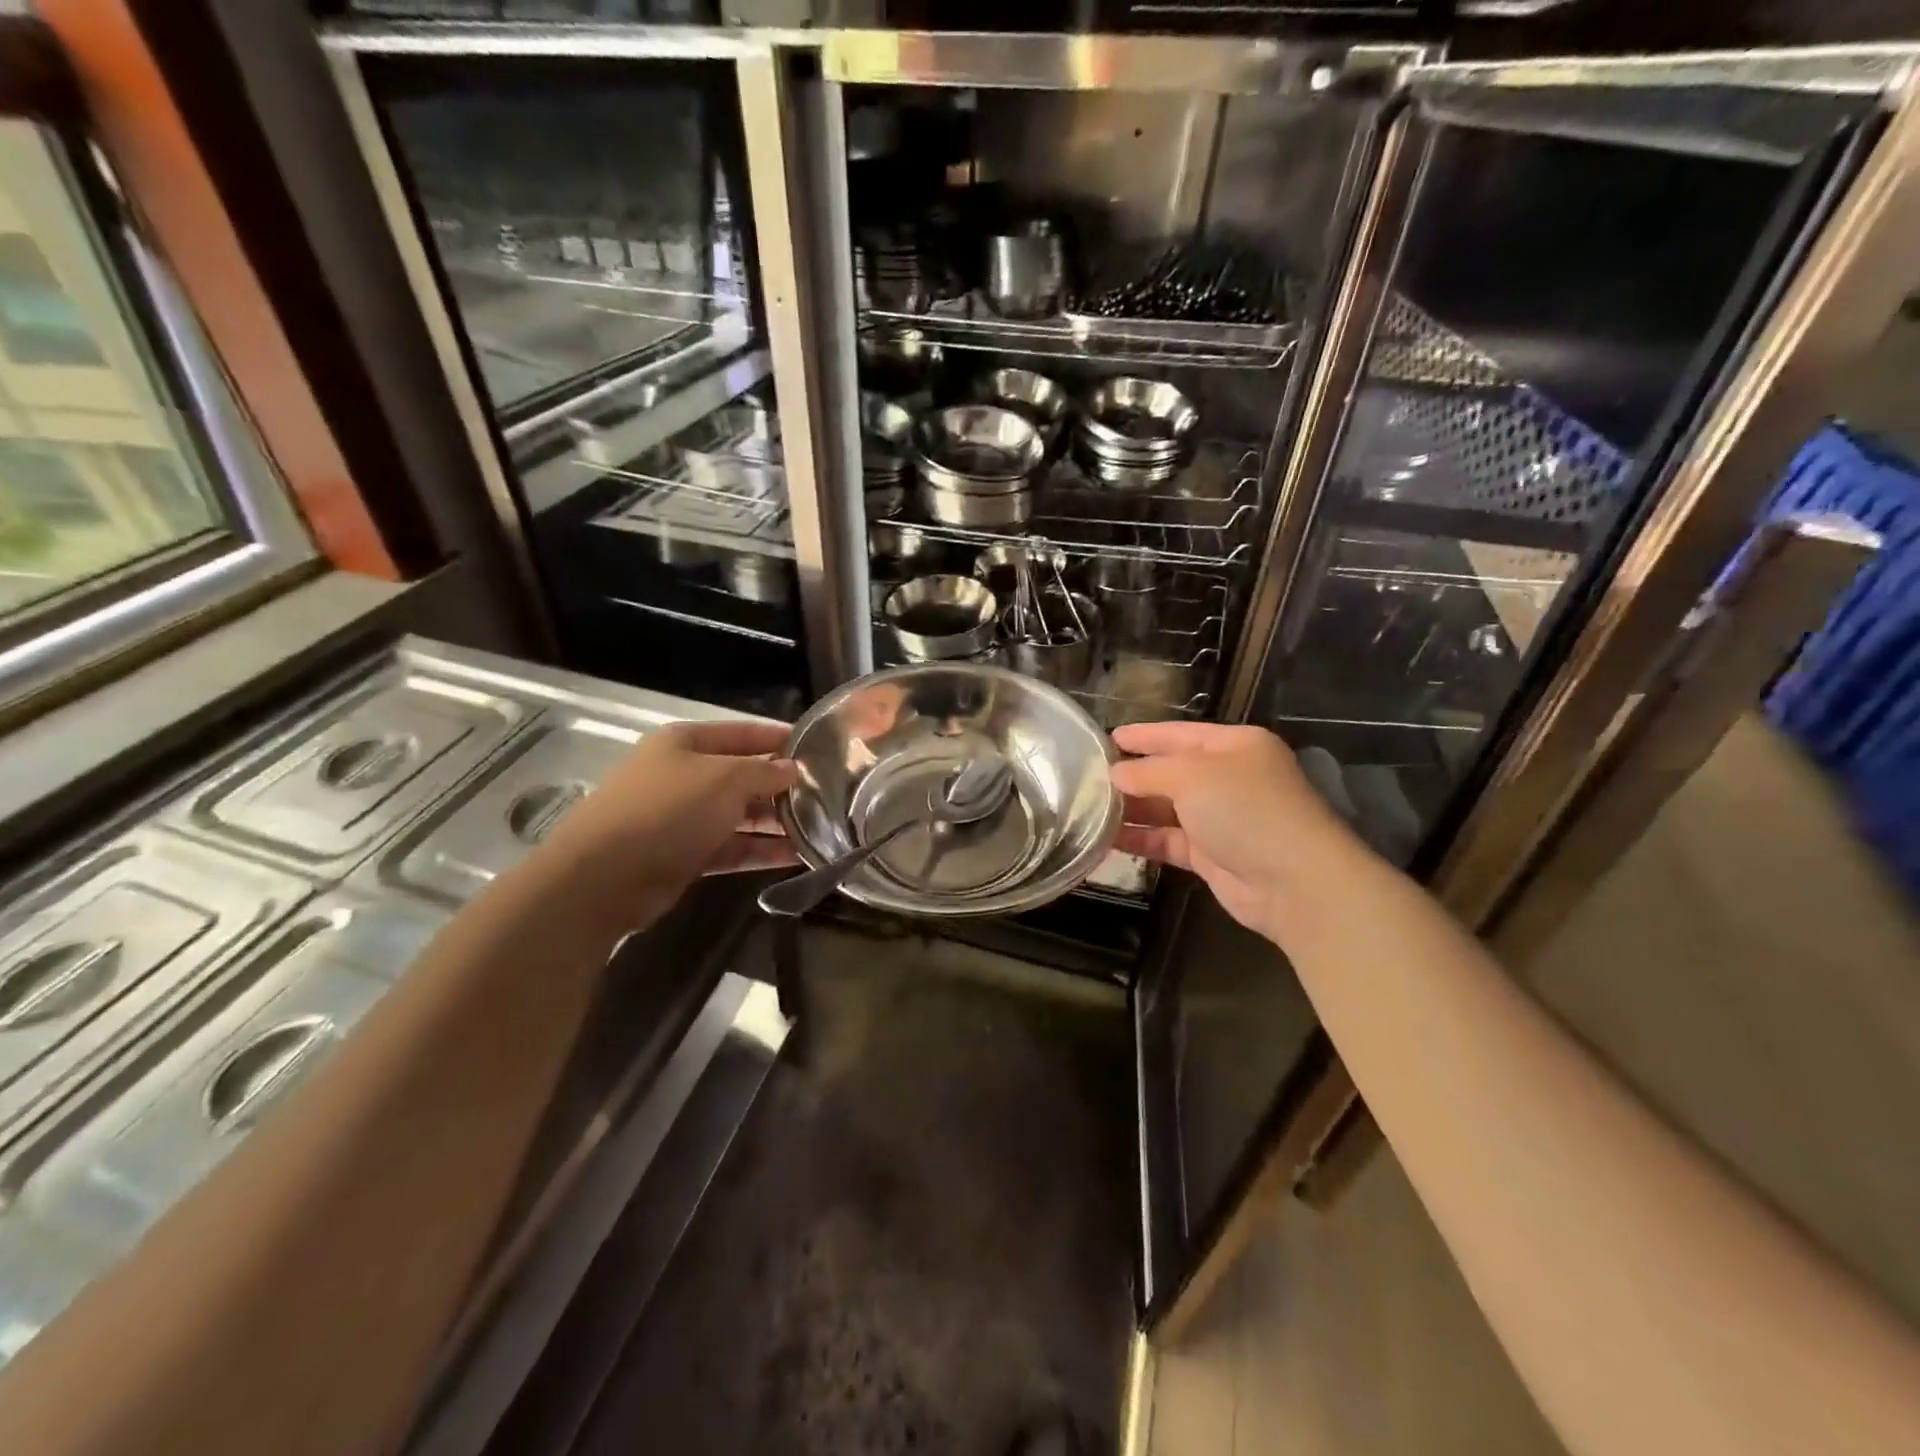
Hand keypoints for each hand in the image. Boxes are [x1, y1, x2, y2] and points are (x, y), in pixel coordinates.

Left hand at [546, 720, 800, 921]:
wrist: (605, 878)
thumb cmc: (668, 811)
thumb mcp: (725, 779)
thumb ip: (765, 771)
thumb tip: (793, 769)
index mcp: (685, 743)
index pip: (743, 733)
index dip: (779, 738)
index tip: (819, 747)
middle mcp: (684, 775)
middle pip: (743, 775)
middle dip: (782, 786)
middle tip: (827, 796)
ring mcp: (683, 818)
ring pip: (740, 815)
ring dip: (777, 822)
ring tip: (821, 829)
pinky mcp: (685, 856)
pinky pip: (732, 847)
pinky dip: (761, 850)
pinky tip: (797, 856)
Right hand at [1112, 721, 1362, 942]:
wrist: (1295, 883)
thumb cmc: (1246, 810)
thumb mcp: (1192, 776)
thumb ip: (1148, 771)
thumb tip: (1115, 774)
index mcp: (1234, 746)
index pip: (1179, 734)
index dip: (1143, 735)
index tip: (1106, 738)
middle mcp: (1229, 778)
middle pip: (1171, 771)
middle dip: (1132, 775)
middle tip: (1087, 777)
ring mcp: (1221, 818)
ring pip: (1166, 808)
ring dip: (1131, 809)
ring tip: (1088, 808)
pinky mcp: (1212, 855)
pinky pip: (1168, 840)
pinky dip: (1141, 839)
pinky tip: (1107, 839)